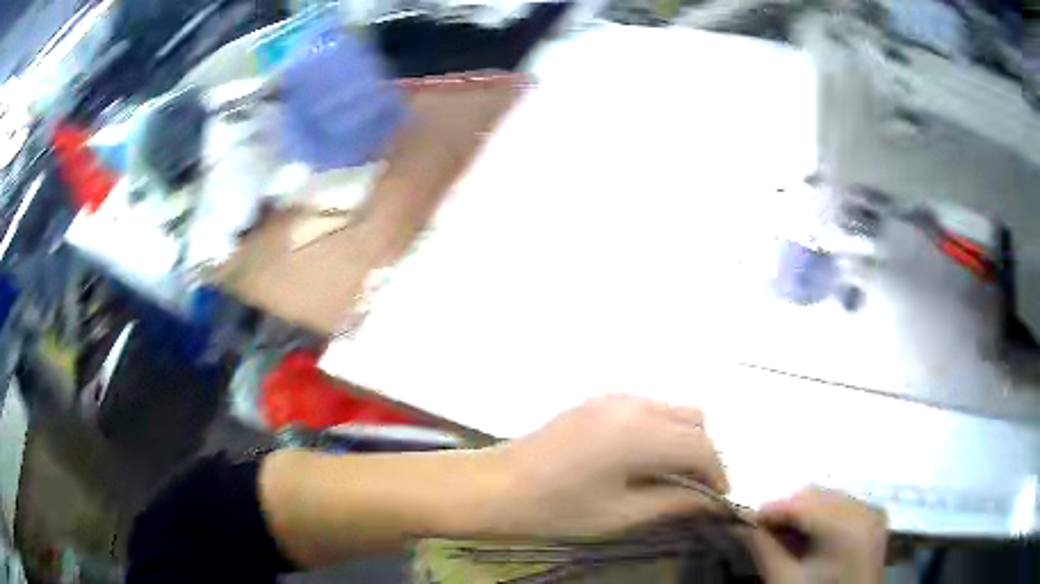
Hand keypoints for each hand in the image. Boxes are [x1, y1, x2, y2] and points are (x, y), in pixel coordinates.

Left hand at [477, 395, 729, 538]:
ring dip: (682, 440)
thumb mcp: (620, 515)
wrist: (495, 488)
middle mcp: (632, 406)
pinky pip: (646, 409)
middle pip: (693, 420)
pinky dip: (658, 431)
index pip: (701, 446)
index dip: (718, 473)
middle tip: (694, 489)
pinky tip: (641, 460)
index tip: (719, 498)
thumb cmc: (555, 510)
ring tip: (669, 477)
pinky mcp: (596, 402)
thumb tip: (711, 501)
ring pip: (671, 410)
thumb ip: (673, 503)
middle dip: (703, 454)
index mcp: (640, 434)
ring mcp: (612, 399)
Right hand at [745, 487, 887, 583]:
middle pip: (819, 495)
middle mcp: (865, 511)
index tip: (745, 517)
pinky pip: (845, 506)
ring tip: (783, 530)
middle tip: (762, 526)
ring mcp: (872, 515)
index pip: (803, 505)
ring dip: (804, 510)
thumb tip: (740, 524)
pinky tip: (807, 533)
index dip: (771, 509)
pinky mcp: (873, 523)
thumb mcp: (784, 580)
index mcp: (846, 527)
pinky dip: (822, 515)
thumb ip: (763, 549)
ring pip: (831, 497)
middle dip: (787, 508)